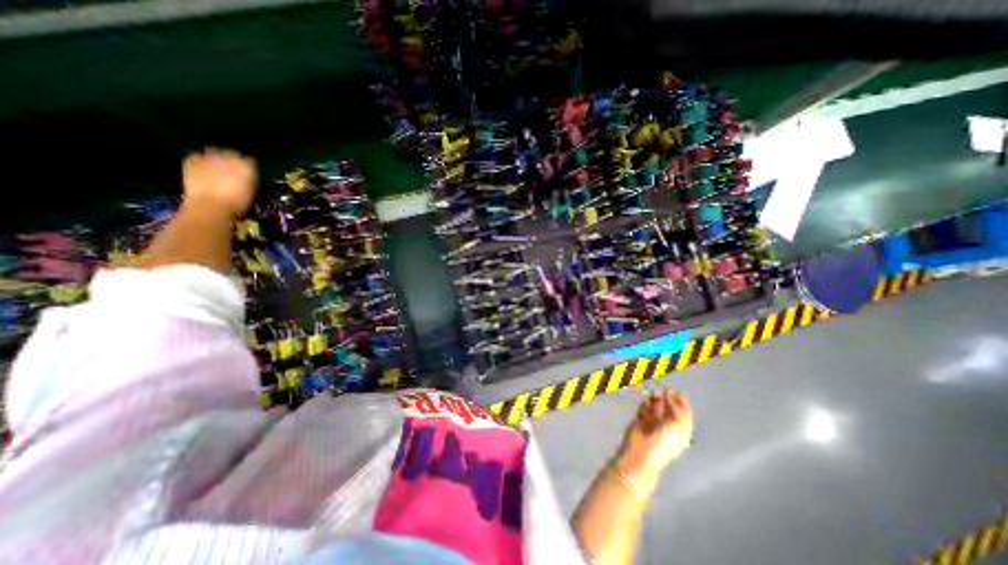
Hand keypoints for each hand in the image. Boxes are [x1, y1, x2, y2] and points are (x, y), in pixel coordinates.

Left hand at [183, 148, 254, 215]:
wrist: (211, 205)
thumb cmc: (237, 202)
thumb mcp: (251, 190)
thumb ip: (249, 177)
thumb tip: (246, 174)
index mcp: (246, 165)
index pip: (249, 160)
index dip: (248, 166)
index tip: (247, 172)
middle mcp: (228, 157)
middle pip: (231, 153)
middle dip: (232, 159)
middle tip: (232, 169)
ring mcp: (208, 157)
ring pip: (214, 152)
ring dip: (216, 158)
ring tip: (216, 168)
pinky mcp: (192, 160)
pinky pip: (197, 156)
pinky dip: (200, 160)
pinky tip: (202, 169)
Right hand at [616, 389, 692, 485]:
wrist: (642, 451)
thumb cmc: (664, 441)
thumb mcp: (677, 424)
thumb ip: (676, 407)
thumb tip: (670, 395)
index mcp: (681, 431)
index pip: (684, 414)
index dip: (683, 403)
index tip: (679, 393)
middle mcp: (668, 427)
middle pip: (669, 409)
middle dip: (668, 399)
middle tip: (665, 390)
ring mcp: (653, 423)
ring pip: (656, 407)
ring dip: (656, 399)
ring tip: (655, 394)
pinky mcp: (641, 421)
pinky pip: (644, 408)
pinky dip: (645, 403)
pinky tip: (646, 401)